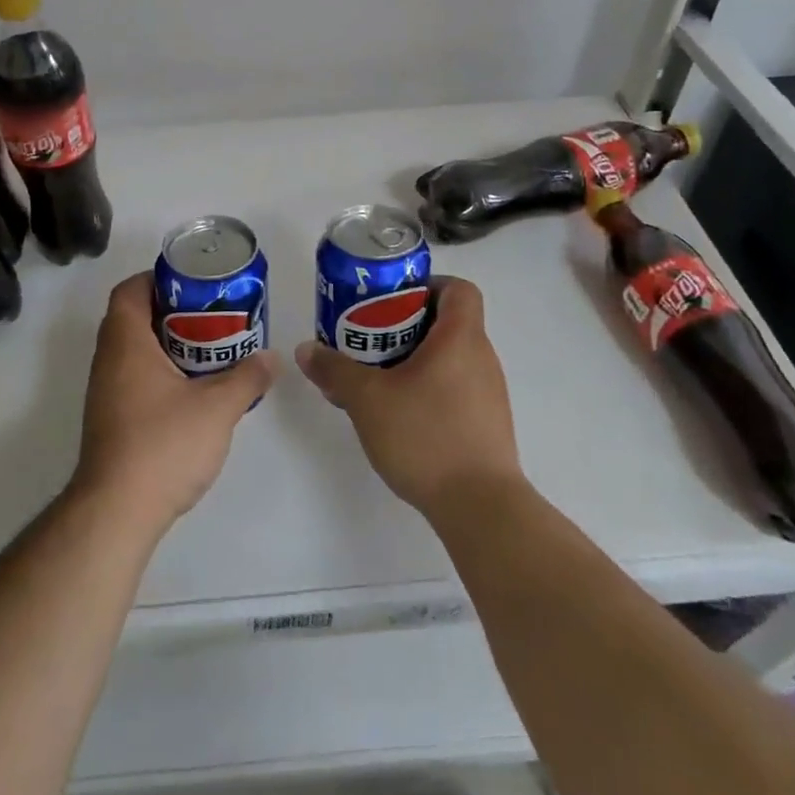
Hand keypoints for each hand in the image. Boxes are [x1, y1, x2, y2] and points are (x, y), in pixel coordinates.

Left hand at [72, 273, 275, 531]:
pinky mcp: (110, 419)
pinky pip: (133, 376)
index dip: (158, 278)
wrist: (116, 512)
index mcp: (126, 342)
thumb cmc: (163, 445)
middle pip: (134, 317)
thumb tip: (271, 357)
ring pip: (134, 350)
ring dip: (167, 343)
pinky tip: (191, 390)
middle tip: (211, 315)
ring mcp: (105, 392)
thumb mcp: (217, 408)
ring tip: (208, 349)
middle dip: (172, 311)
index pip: (130, 290)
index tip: (193, 285)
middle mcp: (108, 360)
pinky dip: (159, 371)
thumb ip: (247, 378)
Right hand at [296, 276, 521, 518]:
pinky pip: (455, 389)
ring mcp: (488, 394)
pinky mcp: (486, 426)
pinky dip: (428, 389)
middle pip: (449, 322)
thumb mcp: (367, 399)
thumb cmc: (426, 436)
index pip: (459, 289)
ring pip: (450, 358)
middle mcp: (482, 358)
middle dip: (407, 325)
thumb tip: (305, 350)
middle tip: (370, 338)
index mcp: (461, 338)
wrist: (481, 509)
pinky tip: (399, 416)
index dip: (428, 285)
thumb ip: (335, 369)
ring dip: (415, 360)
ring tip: (377, 379)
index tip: (393, 300)